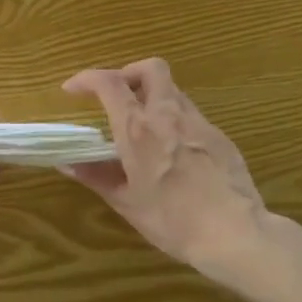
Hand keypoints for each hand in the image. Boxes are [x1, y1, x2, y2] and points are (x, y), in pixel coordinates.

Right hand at [62, 58, 273, 284]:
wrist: (234, 233)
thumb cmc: (172, 220)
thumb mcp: (127, 202)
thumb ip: (96, 177)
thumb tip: (68, 164)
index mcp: (138, 128)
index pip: (109, 82)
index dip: (86, 78)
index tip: (73, 89)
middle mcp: (168, 115)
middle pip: (150, 68)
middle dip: (129, 73)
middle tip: (117, 96)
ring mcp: (199, 122)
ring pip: (173, 91)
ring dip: (153, 98)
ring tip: (144, 128)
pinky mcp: (220, 136)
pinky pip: (192, 116)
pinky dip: (175, 122)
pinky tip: (174, 153)